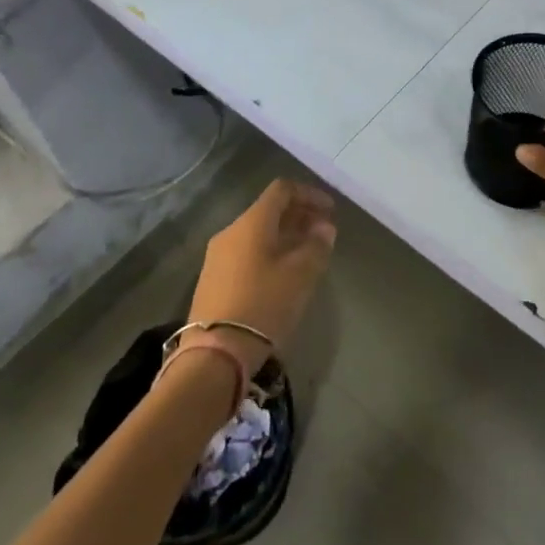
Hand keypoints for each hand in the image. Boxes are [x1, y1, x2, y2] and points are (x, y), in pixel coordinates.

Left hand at [188, 180, 336, 373]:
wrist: (215, 353)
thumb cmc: (263, 305)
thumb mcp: (300, 275)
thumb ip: (316, 246)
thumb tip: (325, 228)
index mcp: (251, 223)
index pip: (282, 190)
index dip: (309, 194)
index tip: (331, 211)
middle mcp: (231, 232)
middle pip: (269, 211)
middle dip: (300, 216)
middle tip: (324, 233)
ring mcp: (218, 256)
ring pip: (258, 233)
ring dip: (286, 236)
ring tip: (308, 254)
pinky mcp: (213, 280)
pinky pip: (247, 253)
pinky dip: (270, 252)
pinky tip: (284, 274)